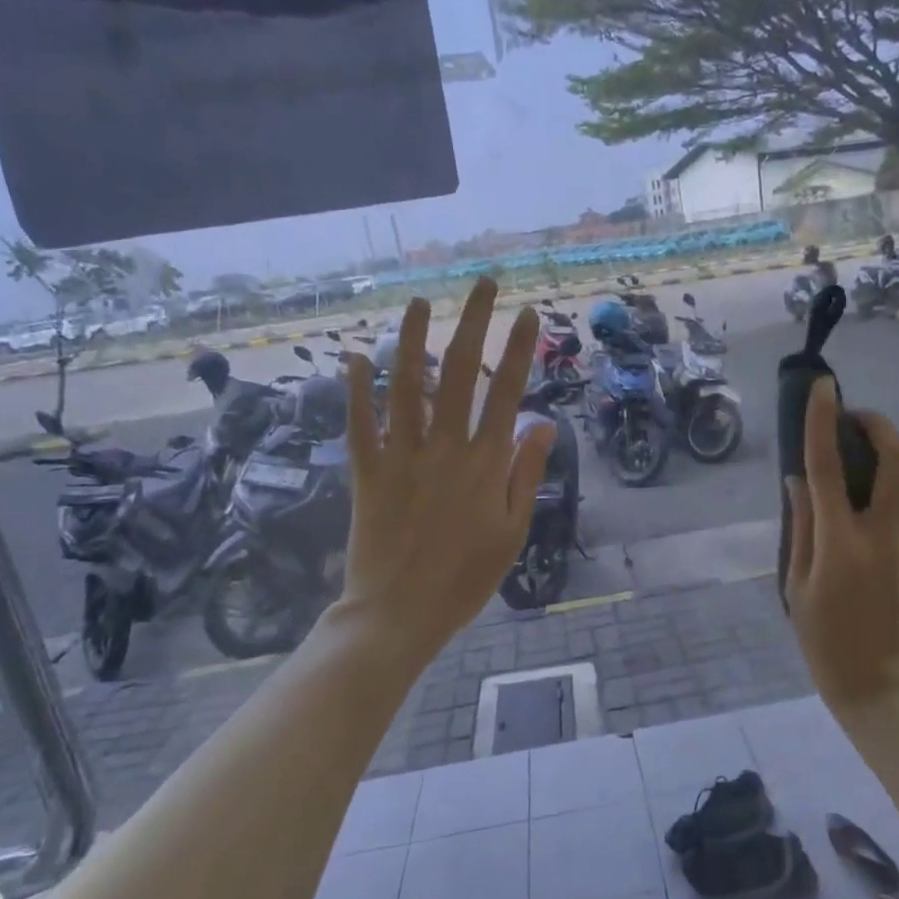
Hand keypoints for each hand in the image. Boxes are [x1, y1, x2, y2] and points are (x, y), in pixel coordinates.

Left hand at [338, 279, 554, 656]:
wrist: (400, 613)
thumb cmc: (466, 578)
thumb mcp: (512, 532)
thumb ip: (526, 474)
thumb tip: (544, 424)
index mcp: (485, 464)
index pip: (507, 393)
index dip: (519, 351)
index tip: (527, 314)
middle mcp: (444, 448)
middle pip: (460, 374)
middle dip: (473, 324)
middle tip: (483, 284)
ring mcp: (402, 457)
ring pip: (408, 387)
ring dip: (412, 340)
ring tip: (418, 302)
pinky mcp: (368, 473)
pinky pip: (361, 424)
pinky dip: (356, 390)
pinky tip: (354, 357)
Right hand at [783, 377, 898, 711]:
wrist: (878, 686)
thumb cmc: (824, 641)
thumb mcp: (796, 585)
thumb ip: (801, 526)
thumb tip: (798, 479)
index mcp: (841, 542)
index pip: (829, 467)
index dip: (823, 421)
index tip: (822, 386)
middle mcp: (882, 534)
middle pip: (898, 460)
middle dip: (878, 425)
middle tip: (851, 418)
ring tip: (872, 446)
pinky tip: (884, 482)